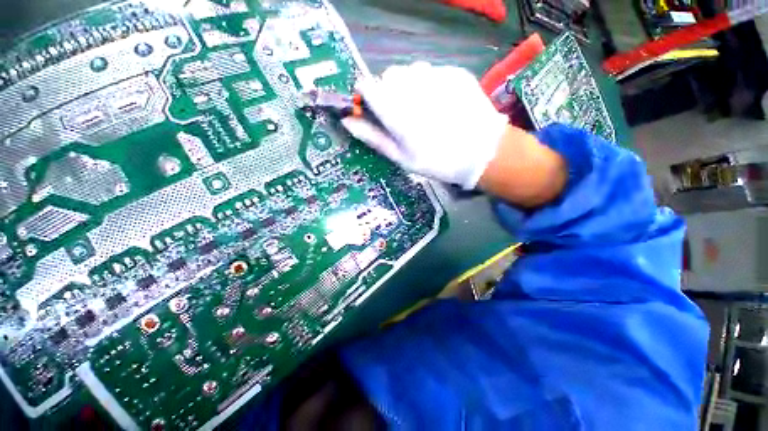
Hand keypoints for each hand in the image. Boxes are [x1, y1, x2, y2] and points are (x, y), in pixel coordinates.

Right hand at [342, 62, 508, 189]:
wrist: (480, 153)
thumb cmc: (435, 161)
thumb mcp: (401, 157)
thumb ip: (373, 137)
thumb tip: (347, 121)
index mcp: (395, 110)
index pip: (366, 85)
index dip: (366, 95)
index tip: (373, 107)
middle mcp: (412, 86)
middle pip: (388, 76)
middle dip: (389, 92)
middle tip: (403, 114)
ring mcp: (435, 76)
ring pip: (410, 71)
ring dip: (410, 85)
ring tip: (423, 108)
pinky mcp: (454, 72)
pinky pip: (432, 72)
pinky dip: (430, 84)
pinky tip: (442, 103)